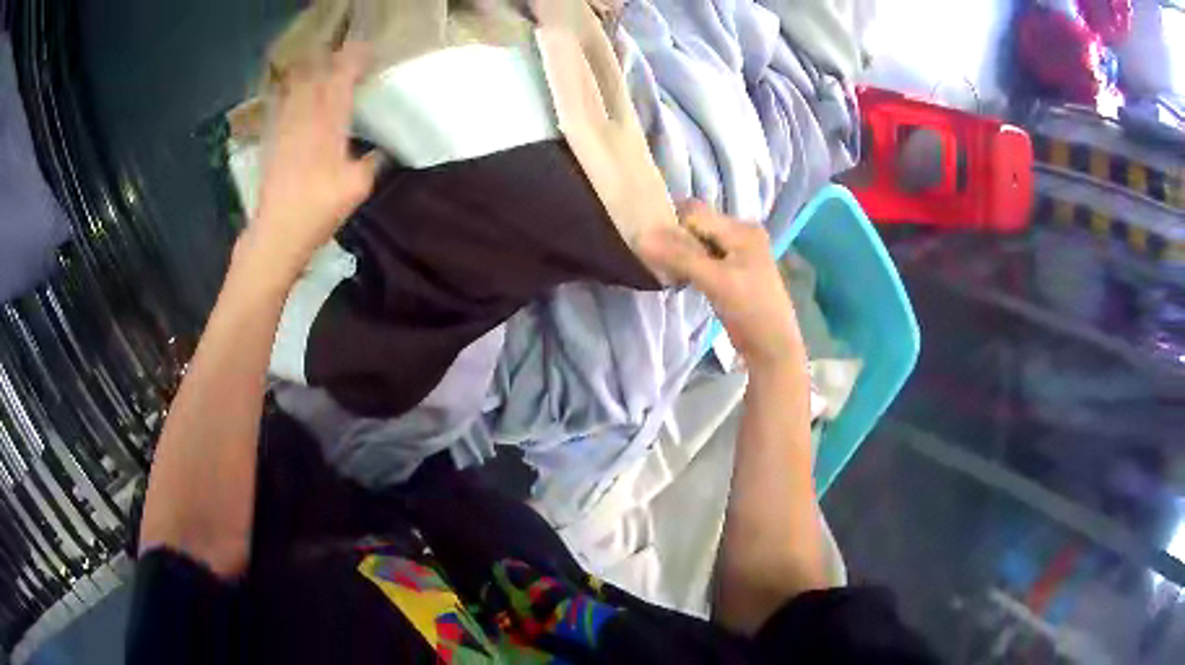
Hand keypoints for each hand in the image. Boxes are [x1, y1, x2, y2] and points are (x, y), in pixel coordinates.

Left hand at [243, 42, 379, 273]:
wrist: (276, 232)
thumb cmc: (318, 210)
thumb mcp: (356, 189)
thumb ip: (371, 163)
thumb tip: (385, 151)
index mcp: (328, 125)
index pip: (341, 80)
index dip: (354, 61)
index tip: (368, 52)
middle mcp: (305, 118)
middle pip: (316, 76)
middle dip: (332, 61)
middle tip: (346, 58)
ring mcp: (285, 127)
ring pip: (297, 86)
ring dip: (311, 72)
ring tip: (323, 67)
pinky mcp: (273, 139)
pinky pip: (282, 104)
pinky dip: (292, 92)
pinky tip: (297, 93)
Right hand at [638, 202, 804, 369]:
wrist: (772, 348)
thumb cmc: (750, 311)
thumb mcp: (715, 281)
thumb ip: (679, 256)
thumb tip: (640, 237)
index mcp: (742, 229)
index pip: (695, 213)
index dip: (671, 224)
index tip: (648, 243)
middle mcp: (742, 233)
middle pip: (697, 225)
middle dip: (675, 239)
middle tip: (655, 259)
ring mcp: (739, 252)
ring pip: (699, 242)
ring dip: (681, 253)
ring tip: (667, 270)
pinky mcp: (734, 270)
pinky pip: (705, 257)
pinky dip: (690, 264)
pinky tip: (680, 278)